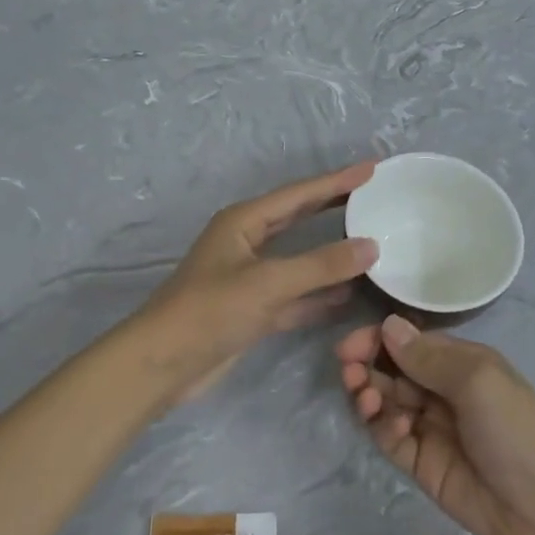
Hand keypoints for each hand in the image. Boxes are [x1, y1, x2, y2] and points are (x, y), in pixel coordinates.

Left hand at [139, 162, 378, 398]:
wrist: (162, 365)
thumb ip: (321, 265)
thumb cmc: (210, 310)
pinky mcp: (253, 309)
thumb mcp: (268, 282)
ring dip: (331, 254)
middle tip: (372, 196)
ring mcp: (250, 278)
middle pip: (299, 218)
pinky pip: (295, 294)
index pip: (300, 194)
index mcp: (244, 221)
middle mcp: (247, 242)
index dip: (336, 181)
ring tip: (370, 243)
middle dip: (334, 207)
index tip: (372, 169)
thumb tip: (372, 246)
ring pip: (299, 258)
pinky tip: (349, 295)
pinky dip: (319, 294)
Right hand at [336, 316, 534, 534]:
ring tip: (366, 400)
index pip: (409, 341)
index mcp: (460, 362)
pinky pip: (389, 437)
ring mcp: (430, 427)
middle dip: (366, 366)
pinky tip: (396, 429)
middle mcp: (442, 389)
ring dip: (369, 395)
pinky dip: (383, 428)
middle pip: (391, 369)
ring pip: (386, 401)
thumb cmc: (517, 430)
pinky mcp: (422, 463)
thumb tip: (387, 325)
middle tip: (349, 372)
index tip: (350, 346)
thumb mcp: (477, 381)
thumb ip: (428, 357)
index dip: (377, 339)